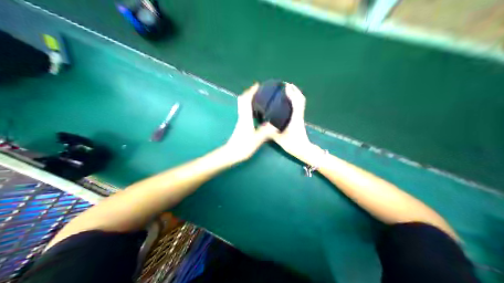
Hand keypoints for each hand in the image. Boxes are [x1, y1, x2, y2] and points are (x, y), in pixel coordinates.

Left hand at [226, 84, 276, 161]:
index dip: (251, 91)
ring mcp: (240, 121)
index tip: (257, 84)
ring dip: (249, 100)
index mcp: (245, 118)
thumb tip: (276, 124)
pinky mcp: (241, 126)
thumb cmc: (242, 147)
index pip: (247, 100)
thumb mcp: (256, 140)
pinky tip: (256, 112)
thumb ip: (266, 131)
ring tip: (259, 98)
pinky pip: (245, 112)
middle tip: (258, 90)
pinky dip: (250, 107)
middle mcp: (242, 117)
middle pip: (243, 101)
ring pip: (243, 106)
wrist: (230, 154)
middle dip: (249, 93)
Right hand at [272, 83, 311, 155]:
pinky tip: (287, 101)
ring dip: (295, 94)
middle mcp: (299, 115)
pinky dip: (295, 101)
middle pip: (300, 99)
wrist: (303, 150)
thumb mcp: (280, 138)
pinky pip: (298, 107)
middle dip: (294, 90)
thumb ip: (271, 131)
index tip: (285, 85)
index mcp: (295, 117)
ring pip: (300, 102)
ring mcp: (300, 117)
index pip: (296, 101)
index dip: (291, 92)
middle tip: (285, 85)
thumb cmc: (293, 144)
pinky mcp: (299, 120)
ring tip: (287, 90)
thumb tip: (262, 124)